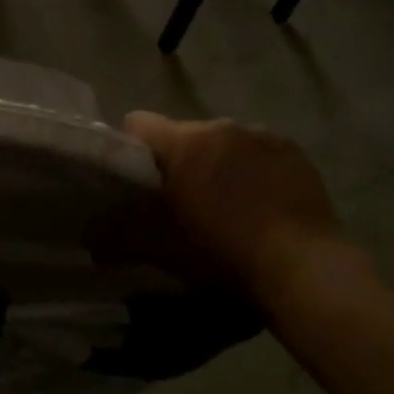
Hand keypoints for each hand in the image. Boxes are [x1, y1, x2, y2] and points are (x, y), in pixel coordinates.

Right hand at [119, 112, 362, 299]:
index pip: (138, 123)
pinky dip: (251, 167)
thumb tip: (89, 235)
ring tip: (228, 203)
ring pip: (221, 141)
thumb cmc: (224, 255)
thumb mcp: (163, 249)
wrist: (304, 270)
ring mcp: (260, 134)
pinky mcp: (291, 149)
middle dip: (178, 160)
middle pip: (182, 134)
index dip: (131, 148)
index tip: (137, 178)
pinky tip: (262, 201)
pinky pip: (257, 149)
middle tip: (184, 200)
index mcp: (183, 143)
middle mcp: (219, 126)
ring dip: (216, 162)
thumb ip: (120, 236)